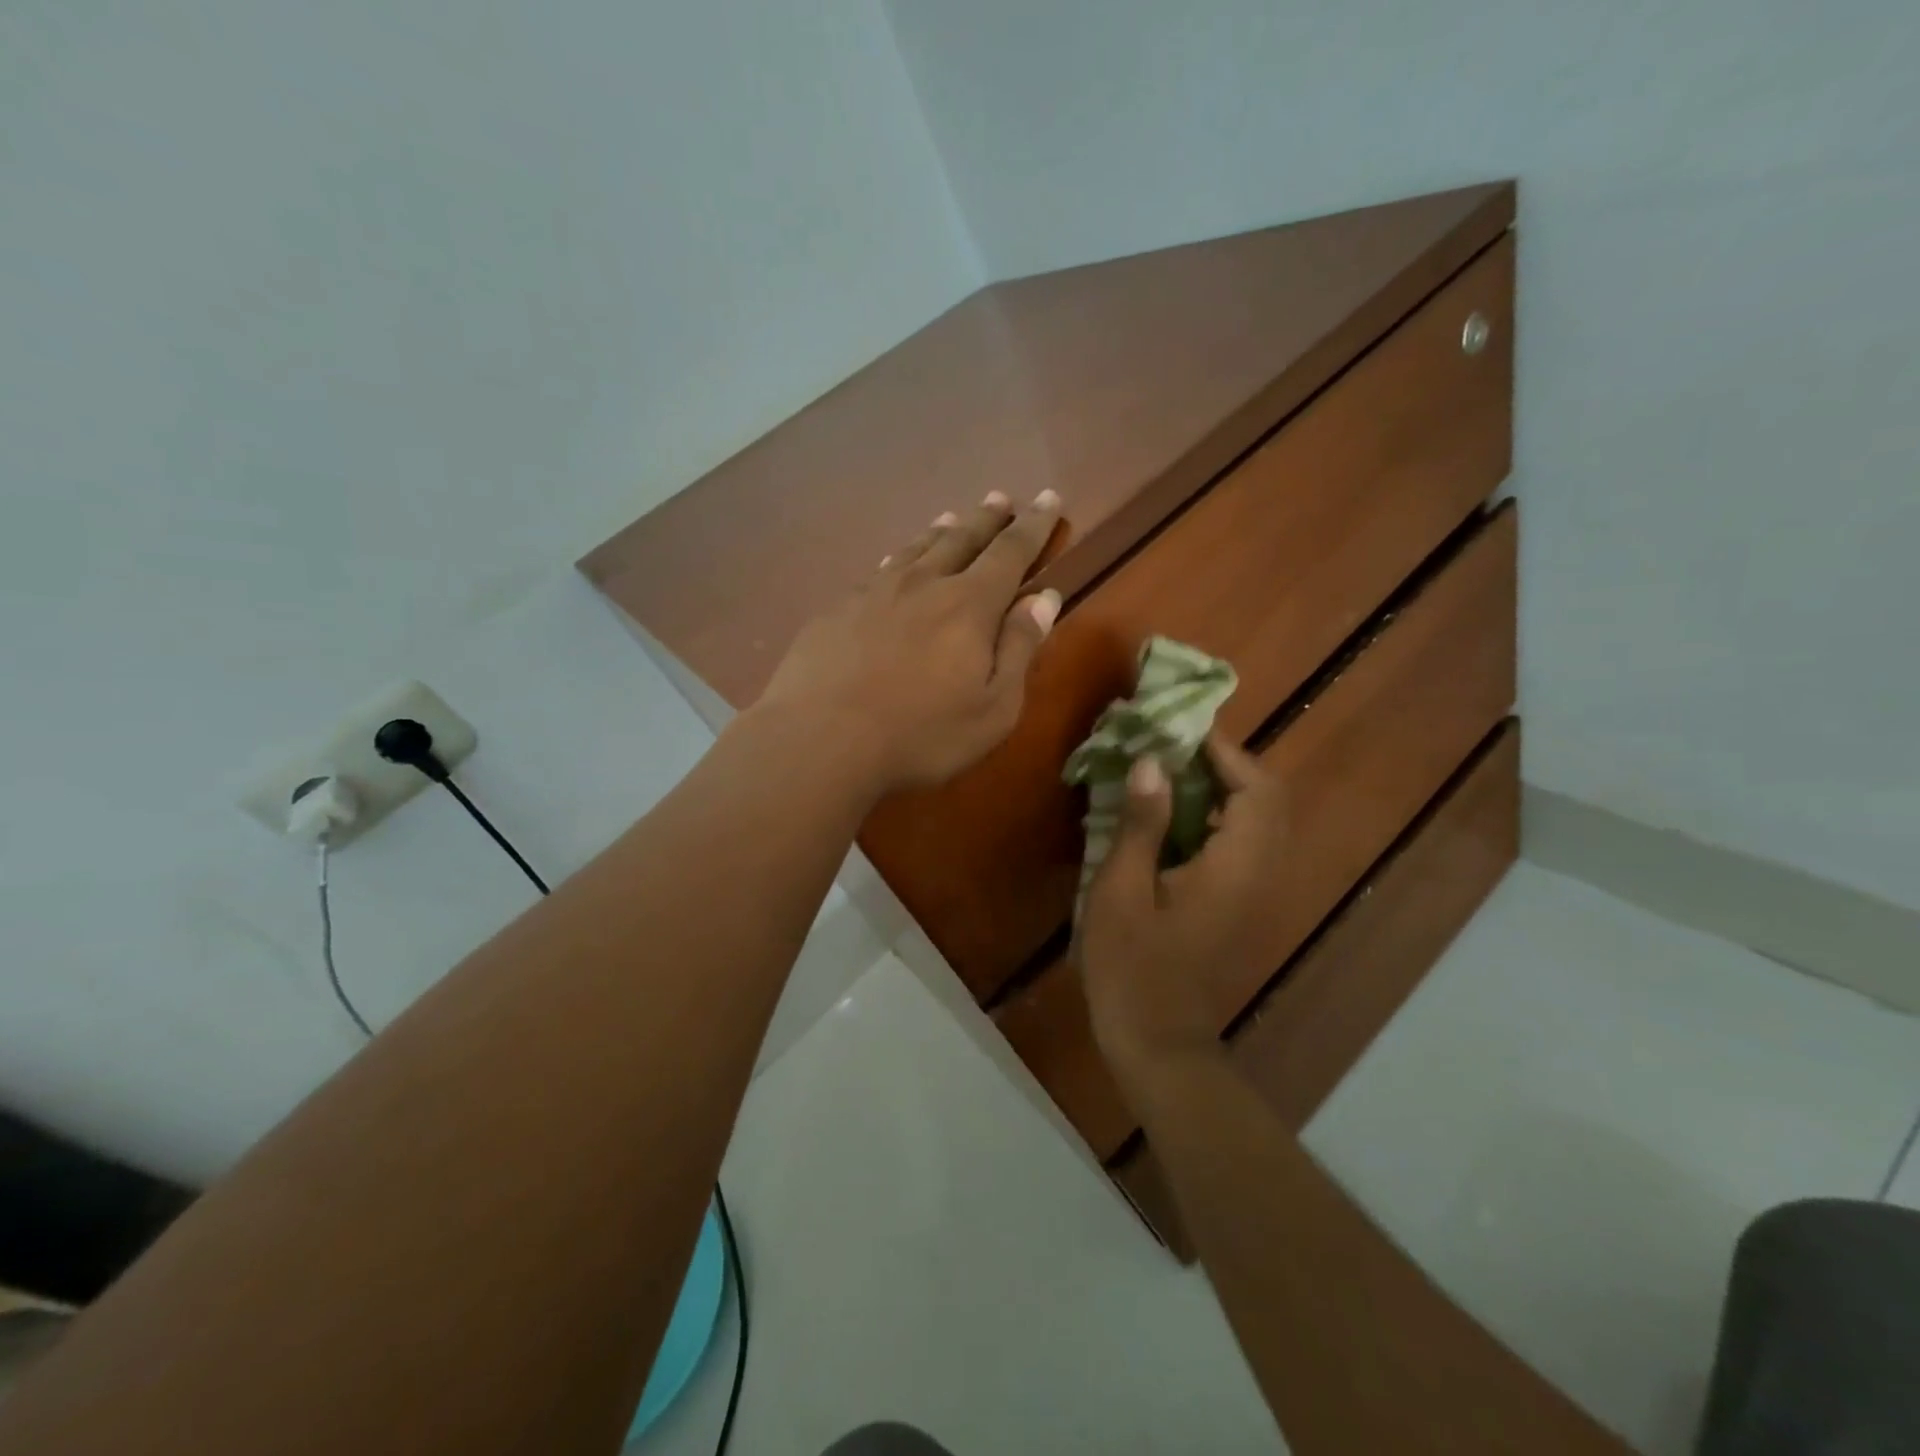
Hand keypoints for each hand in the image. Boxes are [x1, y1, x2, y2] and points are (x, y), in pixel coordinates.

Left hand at [755, 490, 1063, 794]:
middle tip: (999, 499)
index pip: (1011, 552)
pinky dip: (897, 559)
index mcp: (969, 605)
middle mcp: (923, 584)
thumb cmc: (920, 734)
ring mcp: (874, 592)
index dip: (1034, 525)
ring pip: (915, 549)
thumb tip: (1043, 598)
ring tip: (950, 519)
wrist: (820, 739)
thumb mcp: (993, 708)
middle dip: (986, 519)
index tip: (1049, 497)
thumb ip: (1019, 648)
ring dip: (939, 532)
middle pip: (962, 539)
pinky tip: (892, 565)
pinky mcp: (837, 608)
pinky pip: (878, 571)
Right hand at [1078, 736, 1284, 1083]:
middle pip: (1267, 799)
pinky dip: (1217, 816)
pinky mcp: (1238, 905)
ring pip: (1257, 821)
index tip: (1183, 726)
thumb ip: (1140, 824)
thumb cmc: (1133, 968)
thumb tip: (1153, 762)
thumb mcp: (1121, 892)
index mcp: (1234, 866)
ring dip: (1223, 788)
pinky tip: (1172, 816)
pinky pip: (1241, 843)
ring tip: (1171, 769)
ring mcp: (1252, 892)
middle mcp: (1257, 873)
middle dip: (1228, 763)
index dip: (1225, 750)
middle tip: (1177, 744)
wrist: (1160, 1044)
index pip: (1256, 788)